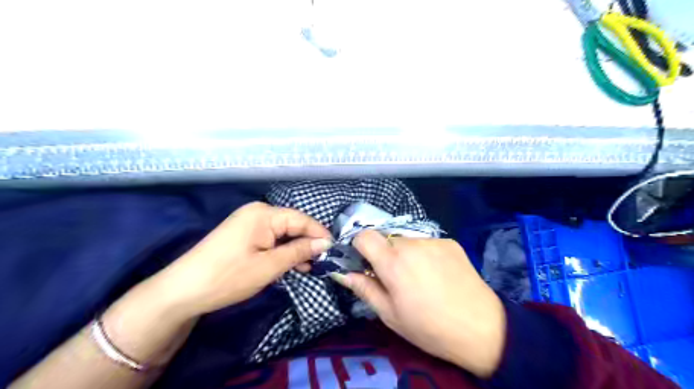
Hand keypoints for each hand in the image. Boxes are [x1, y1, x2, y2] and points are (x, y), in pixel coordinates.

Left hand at [155, 202, 333, 316]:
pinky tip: (290, 265)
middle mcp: (257, 212)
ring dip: (295, 249)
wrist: (182, 291)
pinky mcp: (243, 234)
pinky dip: (281, 251)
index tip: (334, 251)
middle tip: (322, 263)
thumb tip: (325, 243)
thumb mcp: (269, 266)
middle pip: (292, 225)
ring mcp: (248, 222)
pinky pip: (270, 239)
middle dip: (307, 243)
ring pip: (282, 233)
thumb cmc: (228, 276)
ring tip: (309, 268)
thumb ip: (299, 251)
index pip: (301, 219)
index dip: (319, 235)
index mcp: (264, 213)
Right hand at [330, 231, 504, 376]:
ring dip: (405, 254)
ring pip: (407, 241)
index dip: (360, 247)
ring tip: (420, 278)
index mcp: (393, 262)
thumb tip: (342, 272)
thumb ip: (364, 288)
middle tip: (396, 279)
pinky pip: (427, 243)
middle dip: (385, 254)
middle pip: (386, 239)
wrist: (482, 328)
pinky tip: (437, 275)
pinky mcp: (450, 242)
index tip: (366, 264)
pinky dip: (424, 255)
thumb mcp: (390, 315)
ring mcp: (433, 241)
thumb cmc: (429, 327)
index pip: (364, 235)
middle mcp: (411, 244)